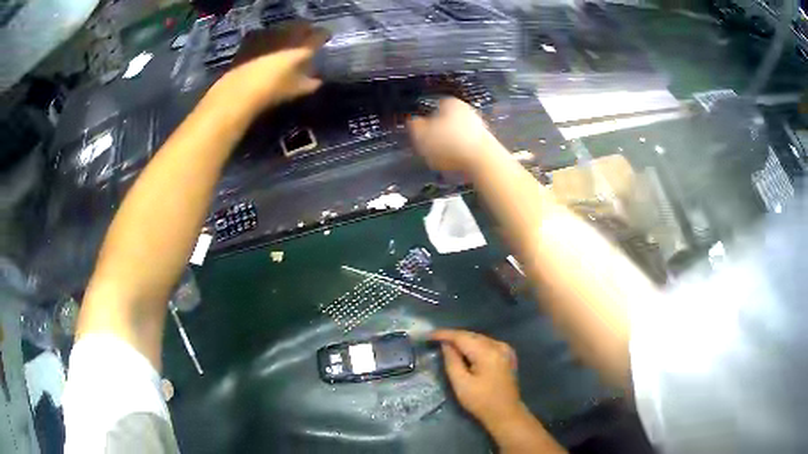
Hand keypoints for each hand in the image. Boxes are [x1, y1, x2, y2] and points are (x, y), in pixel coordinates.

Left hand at [207, 23, 328, 114]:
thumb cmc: (274, 90)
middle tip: (305, 39)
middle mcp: (289, 33)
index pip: (321, 34)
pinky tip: (266, 46)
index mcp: (304, 45)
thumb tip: (318, 80)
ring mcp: (269, 33)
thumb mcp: (298, 90)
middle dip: (305, 31)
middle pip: (302, 25)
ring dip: (287, 32)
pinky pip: (265, 32)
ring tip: (286, 42)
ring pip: (284, 27)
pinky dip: (269, 37)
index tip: (324, 40)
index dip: (324, 37)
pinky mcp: (252, 37)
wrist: (240, 90)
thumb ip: (311, 83)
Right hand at [408, 98, 499, 172]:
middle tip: (430, 146)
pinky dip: (461, 154)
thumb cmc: (450, 144)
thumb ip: (415, 126)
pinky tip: (456, 163)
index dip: (426, 119)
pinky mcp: (486, 143)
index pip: (435, 106)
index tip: (421, 131)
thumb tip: (413, 122)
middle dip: (439, 132)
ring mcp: (479, 126)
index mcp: (450, 103)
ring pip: (458, 134)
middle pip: (448, 120)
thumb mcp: (422, 135)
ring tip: (442, 158)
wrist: (482, 161)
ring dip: (450, 144)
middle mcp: (467, 110)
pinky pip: (467, 147)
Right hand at [432, 329, 521, 426]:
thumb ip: (452, 361)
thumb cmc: (481, 401)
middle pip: (471, 335)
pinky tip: (465, 350)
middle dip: (453, 336)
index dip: (444, 334)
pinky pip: (487, 344)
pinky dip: (474, 345)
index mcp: (487, 352)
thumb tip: (445, 344)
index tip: (429, 335)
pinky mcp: (507, 355)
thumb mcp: (461, 384)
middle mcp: (498, 346)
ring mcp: (505, 349)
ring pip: (479, 338)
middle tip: (435, 339)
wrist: (506, 413)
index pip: (461, 337)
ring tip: (446, 343)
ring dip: (463, 340)